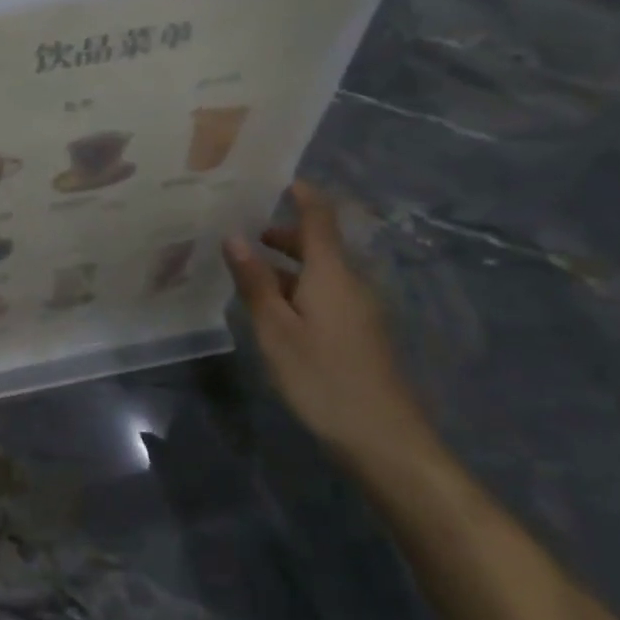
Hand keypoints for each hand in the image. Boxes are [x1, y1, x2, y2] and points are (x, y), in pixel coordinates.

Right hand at [222, 182, 437, 471]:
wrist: (385, 441)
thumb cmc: (323, 377)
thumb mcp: (276, 330)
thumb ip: (255, 282)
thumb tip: (234, 237)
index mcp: (332, 274)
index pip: (320, 219)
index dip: (304, 195)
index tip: (280, 178)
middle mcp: (351, 284)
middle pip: (319, 245)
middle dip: (283, 235)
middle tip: (241, 236)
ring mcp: (360, 311)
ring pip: (320, 273)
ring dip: (286, 266)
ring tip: (246, 274)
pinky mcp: (361, 335)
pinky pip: (326, 295)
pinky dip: (298, 289)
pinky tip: (273, 312)